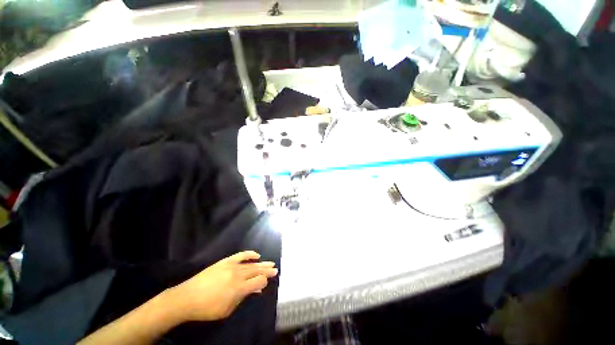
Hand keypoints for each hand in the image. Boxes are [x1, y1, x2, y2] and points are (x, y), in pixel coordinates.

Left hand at [167, 251, 277, 321]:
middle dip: (267, 271)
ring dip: (262, 263)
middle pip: (257, 271)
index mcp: (239, 288)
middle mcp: (238, 275)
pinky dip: (250, 254)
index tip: (268, 282)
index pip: (258, 281)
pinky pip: (241, 255)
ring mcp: (232, 266)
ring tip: (271, 263)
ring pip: (251, 264)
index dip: (264, 282)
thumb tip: (254, 290)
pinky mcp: (226, 261)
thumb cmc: (207, 308)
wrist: (187, 297)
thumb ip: (243, 298)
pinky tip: (256, 255)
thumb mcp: (227, 310)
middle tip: (276, 269)